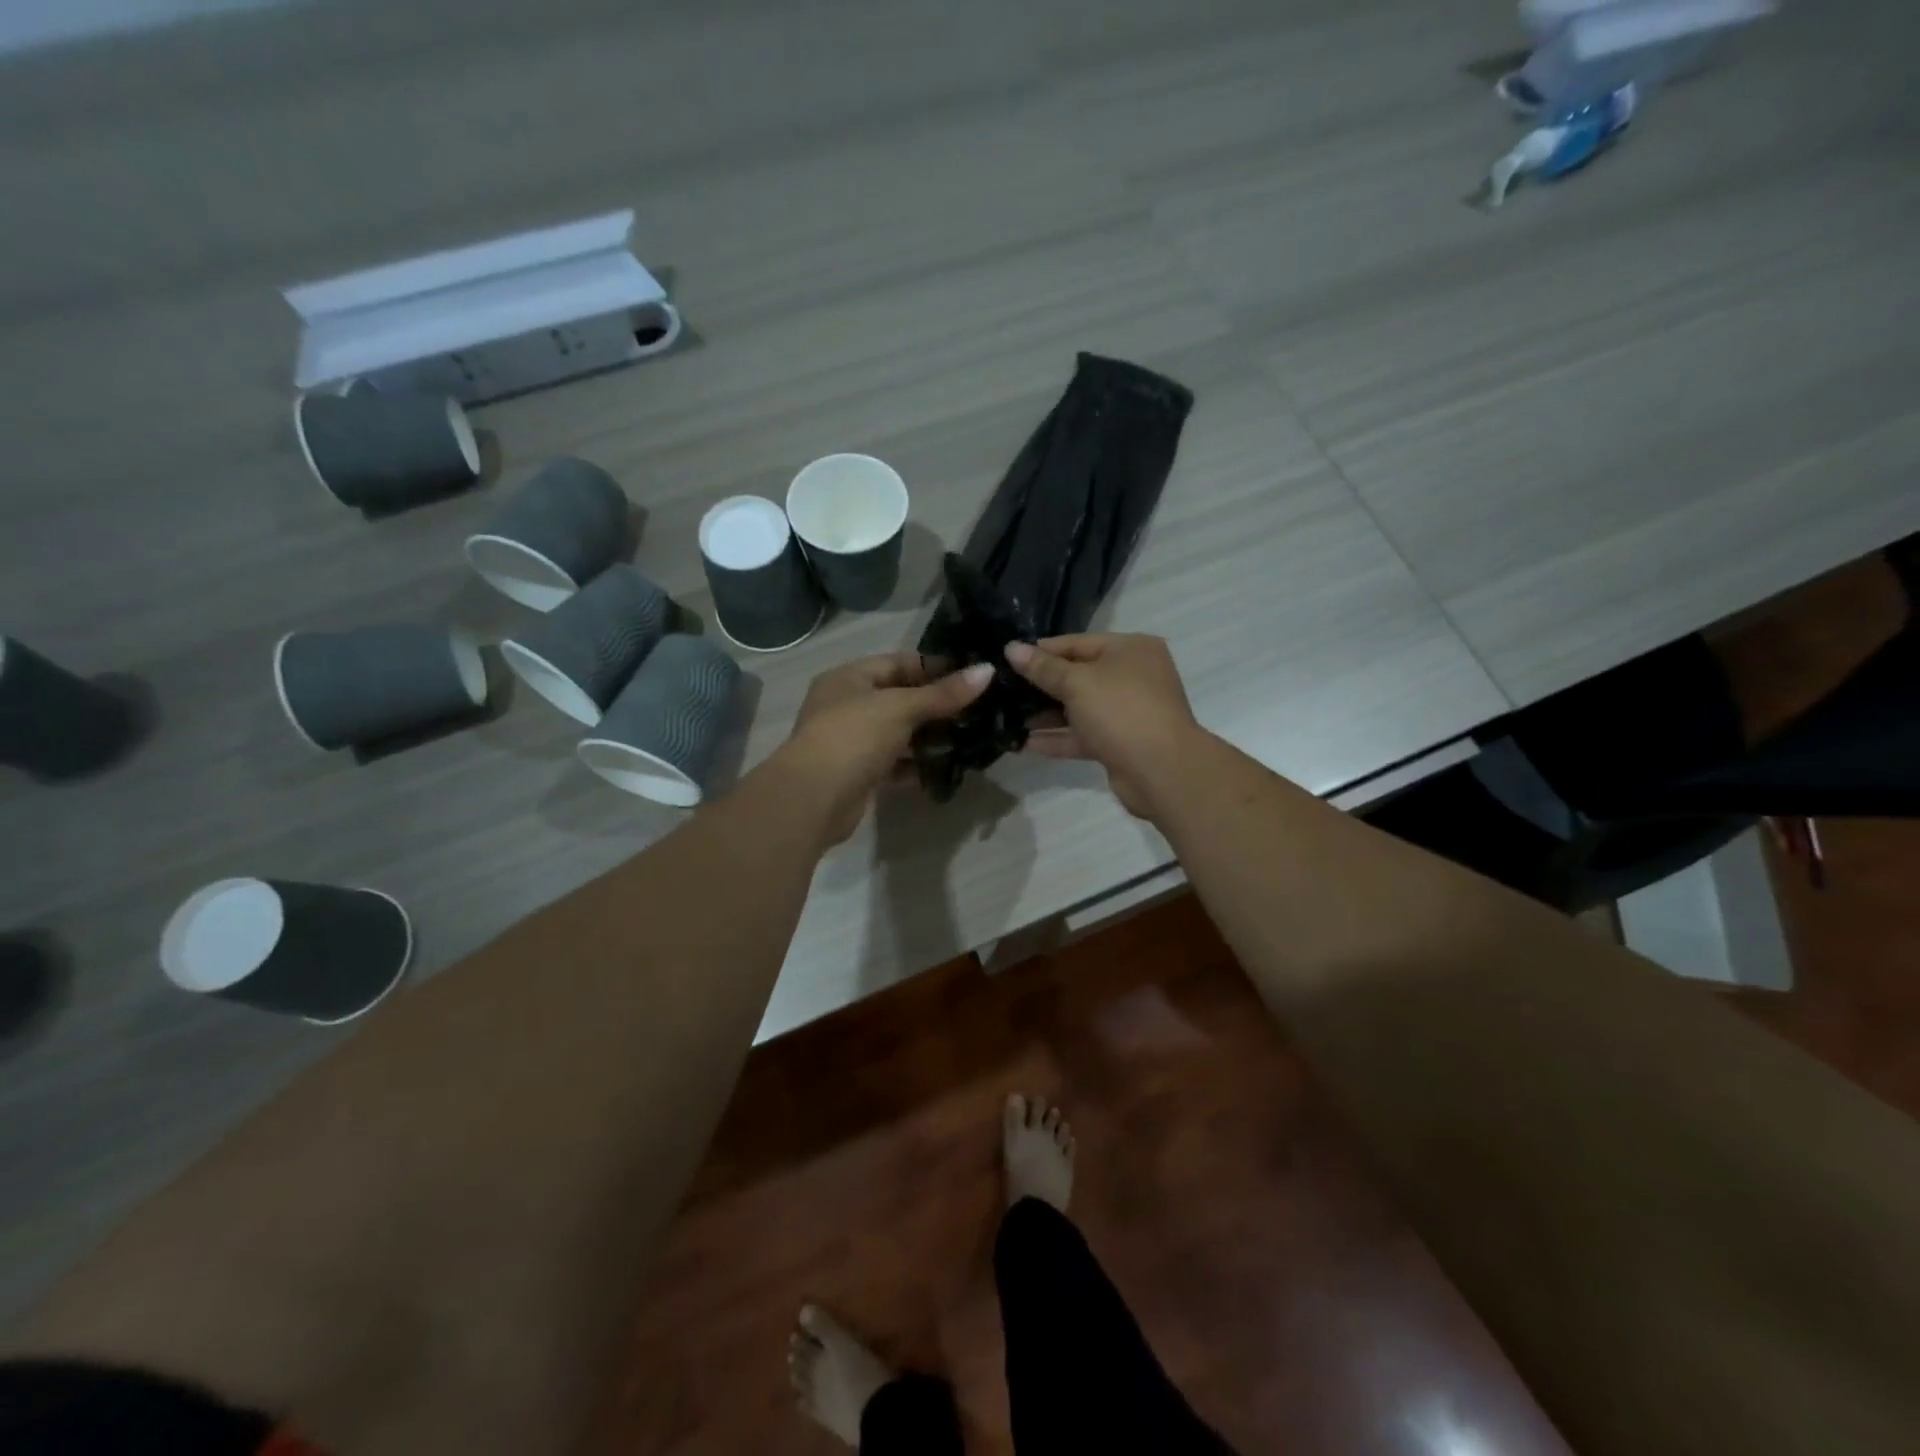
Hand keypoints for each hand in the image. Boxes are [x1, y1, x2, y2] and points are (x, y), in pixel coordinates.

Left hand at [778, 652, 994, 842]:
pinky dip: (917, 764)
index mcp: (849, 678)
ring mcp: (852, 742)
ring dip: (930, 736)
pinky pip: (895, 763)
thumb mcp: (901, 708)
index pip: (899, 663)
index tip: (974, 675)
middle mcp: (848, 705)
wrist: (814, 799)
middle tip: (979, 709)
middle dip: (937, 704)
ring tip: (970, 737)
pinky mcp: (860, 774)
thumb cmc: (854, 737)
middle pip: (900, 698)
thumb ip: (943, 693)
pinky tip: (946, 766)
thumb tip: (987, 671)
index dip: (936, 667)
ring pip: (899, 733)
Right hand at [1005, 634, 1203, 818]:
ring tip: (1006, 717)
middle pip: (1078, 675)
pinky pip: (1083, 735)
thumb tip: (1011, 648)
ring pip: (1079, 708)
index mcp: (1131, 649)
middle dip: (1041, 685)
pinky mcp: (1120, 743)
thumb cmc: (1120, 711)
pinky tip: (1024, 743)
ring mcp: (1128, 712)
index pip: (1077, 643)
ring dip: (1045, 714)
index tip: (1007, 658)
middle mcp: (1133, 676)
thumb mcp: (1077, 682)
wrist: (1161, 771)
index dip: (1041, 650)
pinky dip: (1057, 738)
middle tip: (1002, 689)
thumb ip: (1043, 668)